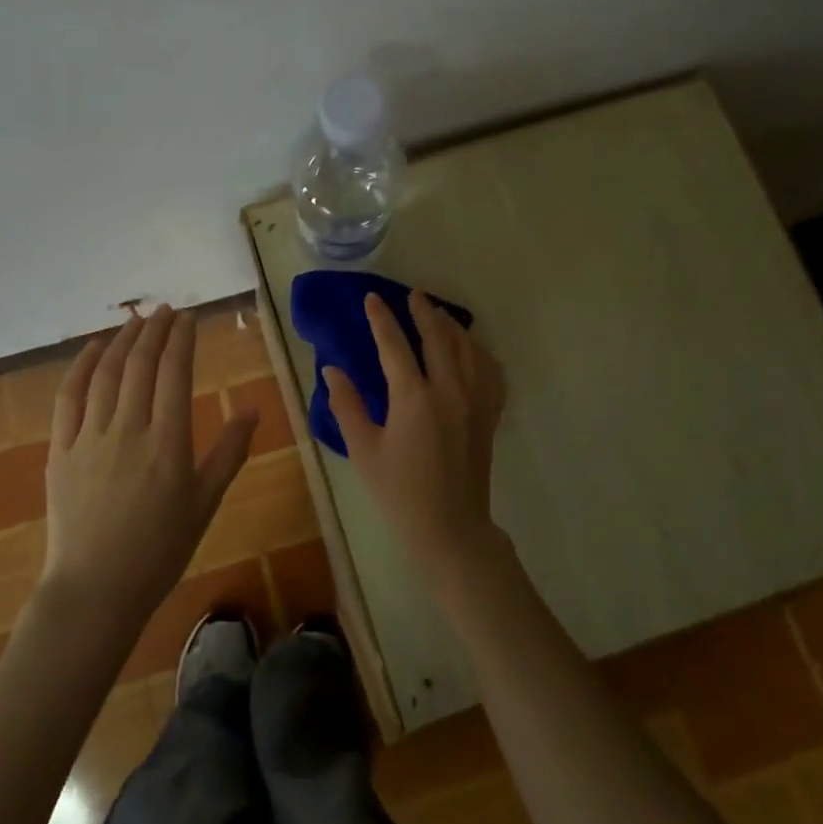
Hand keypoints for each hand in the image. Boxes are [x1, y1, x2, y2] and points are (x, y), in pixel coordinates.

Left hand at [41, 305, 257, 624]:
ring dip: (122, 340)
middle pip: (141, 364)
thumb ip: (229, 452)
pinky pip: (69, 397)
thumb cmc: (159, 550)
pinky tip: (94, 349)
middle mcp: (129, 429)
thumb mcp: (205, 503)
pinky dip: (81, 366)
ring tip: (135, 319)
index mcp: (168, 442)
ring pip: (107, 373)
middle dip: (155, 329)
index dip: (182, 338)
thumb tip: (252, 410)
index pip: (176, 372)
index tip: (189, 317)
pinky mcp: (60, 449)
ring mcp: (90, 437)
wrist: (95, 590)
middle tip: (165, 309)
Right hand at [323, 291, 506, 591]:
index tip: (372, 298)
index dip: (382, 320)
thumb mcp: (364, 450)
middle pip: (439, 338)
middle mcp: (450, 391)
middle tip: (412, 294)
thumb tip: (332, 370)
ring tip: (438, 314)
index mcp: (414, 398)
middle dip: (424, 312)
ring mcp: (475, 402)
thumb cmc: (399, 493)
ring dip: (452, 327)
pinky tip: (471, 349)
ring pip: (468, 349)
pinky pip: (490, 371)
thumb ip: (347, 406)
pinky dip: (479, 352)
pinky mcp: (488, 415)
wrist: (449, 529)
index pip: (395, 346)